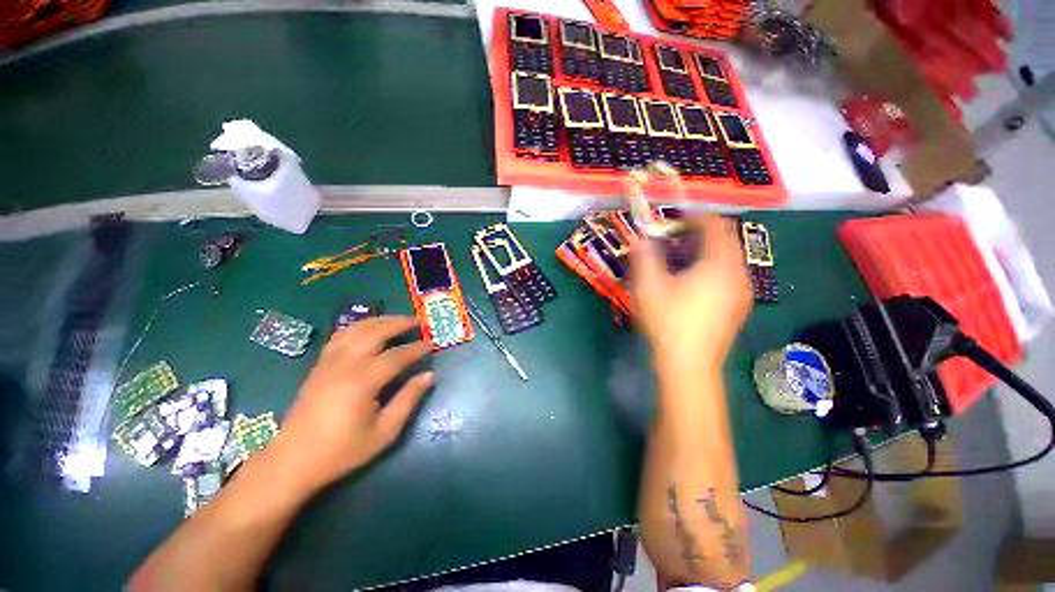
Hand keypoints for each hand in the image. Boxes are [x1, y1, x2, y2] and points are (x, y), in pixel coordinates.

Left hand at [269, 316, 433, 493]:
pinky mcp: (319, 365)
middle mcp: (345, 364)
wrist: (292, 461)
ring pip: (357, 329)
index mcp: (362, 382)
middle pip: (376, 332)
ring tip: (398, 320)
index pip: (397, 356)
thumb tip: (429, 376)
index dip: (417, 348)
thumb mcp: (384, 432)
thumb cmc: (342, 451)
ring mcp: (329, 362)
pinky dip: (359, 326)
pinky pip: (341, 335)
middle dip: (400, 323)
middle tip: (419, 322)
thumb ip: (408, 400)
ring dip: (380, 320)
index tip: (432, 343)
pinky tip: (369, 328)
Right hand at [631, 215, 751, 372]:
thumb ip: (645, 258)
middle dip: (702, 234)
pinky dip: (714, 268)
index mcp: (718, 264)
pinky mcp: (739, 307)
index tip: (676, 220)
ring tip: (683, 259)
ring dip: (708, 251)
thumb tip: (641, 240)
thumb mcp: (649, 287)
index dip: (696, 218)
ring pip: (730, 259)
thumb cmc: (668, 322)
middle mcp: (738, 274)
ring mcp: (742, 292)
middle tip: (676, 239)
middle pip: (726, 240)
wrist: (689, 364)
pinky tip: (695, 282)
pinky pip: (731, 275)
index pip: (715, 226)